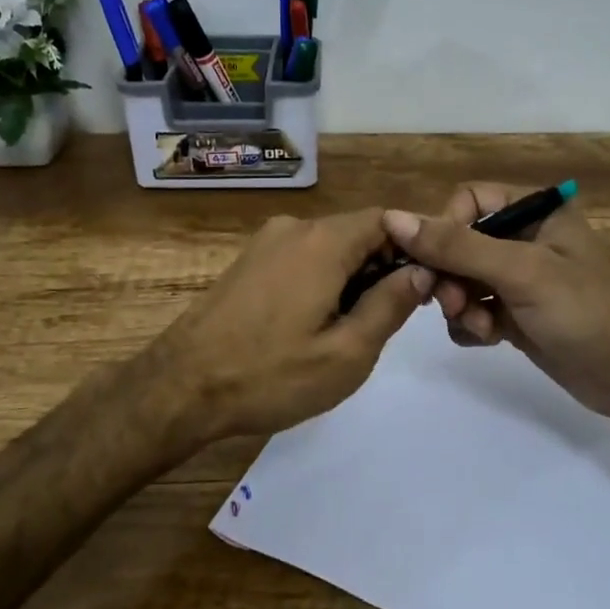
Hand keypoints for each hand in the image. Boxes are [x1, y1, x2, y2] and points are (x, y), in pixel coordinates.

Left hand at [150, 209, 432, 447]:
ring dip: (354, 279)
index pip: (388, 220)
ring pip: (330, 248)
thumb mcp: (347, 353)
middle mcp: (294, 229)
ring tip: (352, 331)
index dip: (416, 247)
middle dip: (384, 268)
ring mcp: (265, 243)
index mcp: (323, 241)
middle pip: (358, 232)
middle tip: (393, 319)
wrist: (179, 388)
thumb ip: (391, 305)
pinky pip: (302, 260)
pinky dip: (323, 281)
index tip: (430, 286)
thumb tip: (422, 271)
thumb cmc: (270, 375)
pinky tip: (315, 325)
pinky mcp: (248, 263)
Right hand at [383, 183, 609, 417]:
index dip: (446, 228)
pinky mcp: (514, 312)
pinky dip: (471, 324)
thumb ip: (457, 246)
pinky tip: (489, 339)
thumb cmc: (583, 312)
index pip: (468, 201)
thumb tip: (393, 218)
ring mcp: (518, 277)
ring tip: (481, 326)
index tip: (438, 264)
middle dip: (450, 275)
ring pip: (460, 279)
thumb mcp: (521, 272)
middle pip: (458, 242)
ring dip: (459, 304)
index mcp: (535, 210)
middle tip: (451, 303)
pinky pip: (472, 308)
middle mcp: (524, 237)